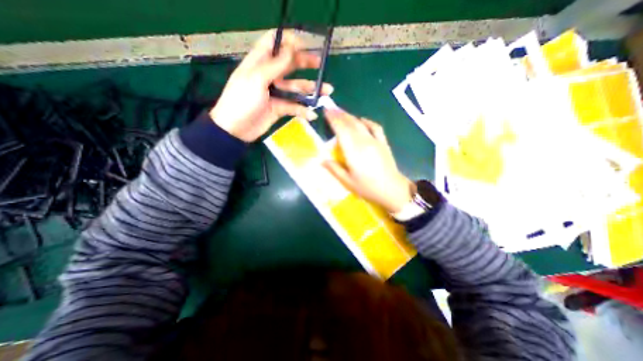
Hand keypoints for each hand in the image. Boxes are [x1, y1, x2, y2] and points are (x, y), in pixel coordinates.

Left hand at [211, 29, 334, 141]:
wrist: (236, 129)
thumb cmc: (241, 101)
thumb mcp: (256, 79)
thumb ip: (274, 65)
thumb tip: (291, 49)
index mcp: (259, 62)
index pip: (273, 43)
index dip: (289, 41)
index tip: (304, 45)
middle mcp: (269, 75)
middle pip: (289, 64)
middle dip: (305, 63)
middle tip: (321, 65)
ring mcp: (275, 93)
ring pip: (296, 88)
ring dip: (311, 89)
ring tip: (327, 91)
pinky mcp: (279, 108)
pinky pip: (294, 107)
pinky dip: (303, 110)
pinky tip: (312, 114)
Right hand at [321, 109, 410, 211]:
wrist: (392, 190)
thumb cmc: (368, 188)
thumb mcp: (347, 182)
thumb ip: (334, 169)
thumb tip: (322, 160)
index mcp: (353, 151)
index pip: (341, 130)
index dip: (333, 119)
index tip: (326, 111)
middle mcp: (363, 142)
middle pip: (350, 124)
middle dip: (339, 115)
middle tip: (330, 108)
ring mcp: (375, 141)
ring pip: (360, 124)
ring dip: (350, 116)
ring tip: (341, 112)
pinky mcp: (383, 142)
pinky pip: (375, 127)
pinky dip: (367, 121)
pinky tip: (362, 119)